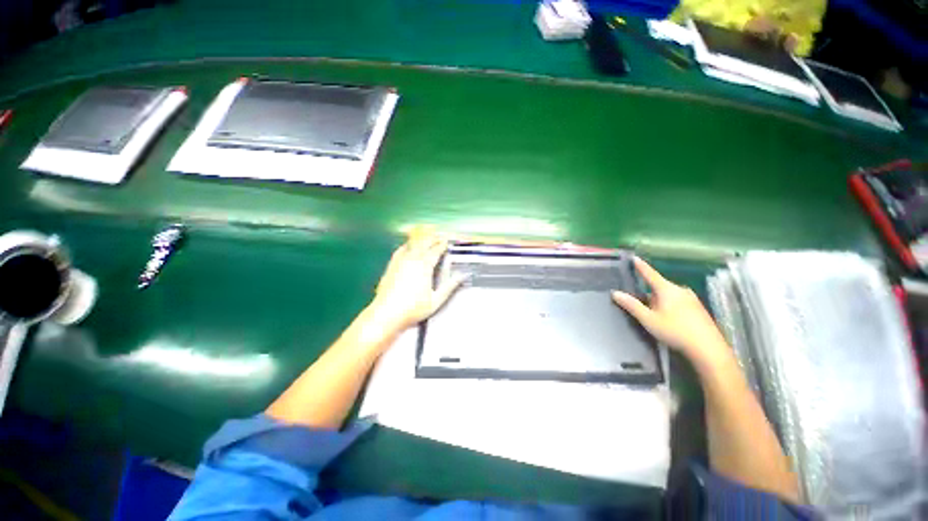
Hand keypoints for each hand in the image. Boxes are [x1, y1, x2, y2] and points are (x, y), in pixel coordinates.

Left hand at [368, 231, 464, 332]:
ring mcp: (400, 261)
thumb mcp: (436, 300)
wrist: (387, 313)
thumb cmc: (413, 308)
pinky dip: (407, 245)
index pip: (435, 251)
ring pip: (412, 245)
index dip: (442, 245)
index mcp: (425, 266)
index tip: (446, 241)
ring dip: (421, 240)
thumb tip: (461, 276)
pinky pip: (400, 250)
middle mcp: (412, 260)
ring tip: (426, 238)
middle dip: (432, 239)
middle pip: (424, 244)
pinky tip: (408, 246)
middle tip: (439, 236)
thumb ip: (449, 287)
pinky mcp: (391, 265)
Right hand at [612, 257, 731, 369]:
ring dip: (659, 302)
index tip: (634, 257)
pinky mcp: (698, 308)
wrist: (708, 349)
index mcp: (667, 289)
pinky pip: (678, 302)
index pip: (650, 274)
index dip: (641, 266)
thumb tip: (615, 293)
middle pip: (659, 287)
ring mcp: (691, 299)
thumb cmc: (675, 331)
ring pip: (669, 295)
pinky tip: (670, 321)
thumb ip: (632, 305)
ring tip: (656, 317)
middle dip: (649, 294)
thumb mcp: (648, 319)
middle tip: (643, 308)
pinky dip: (670, 307)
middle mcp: (680, 290)